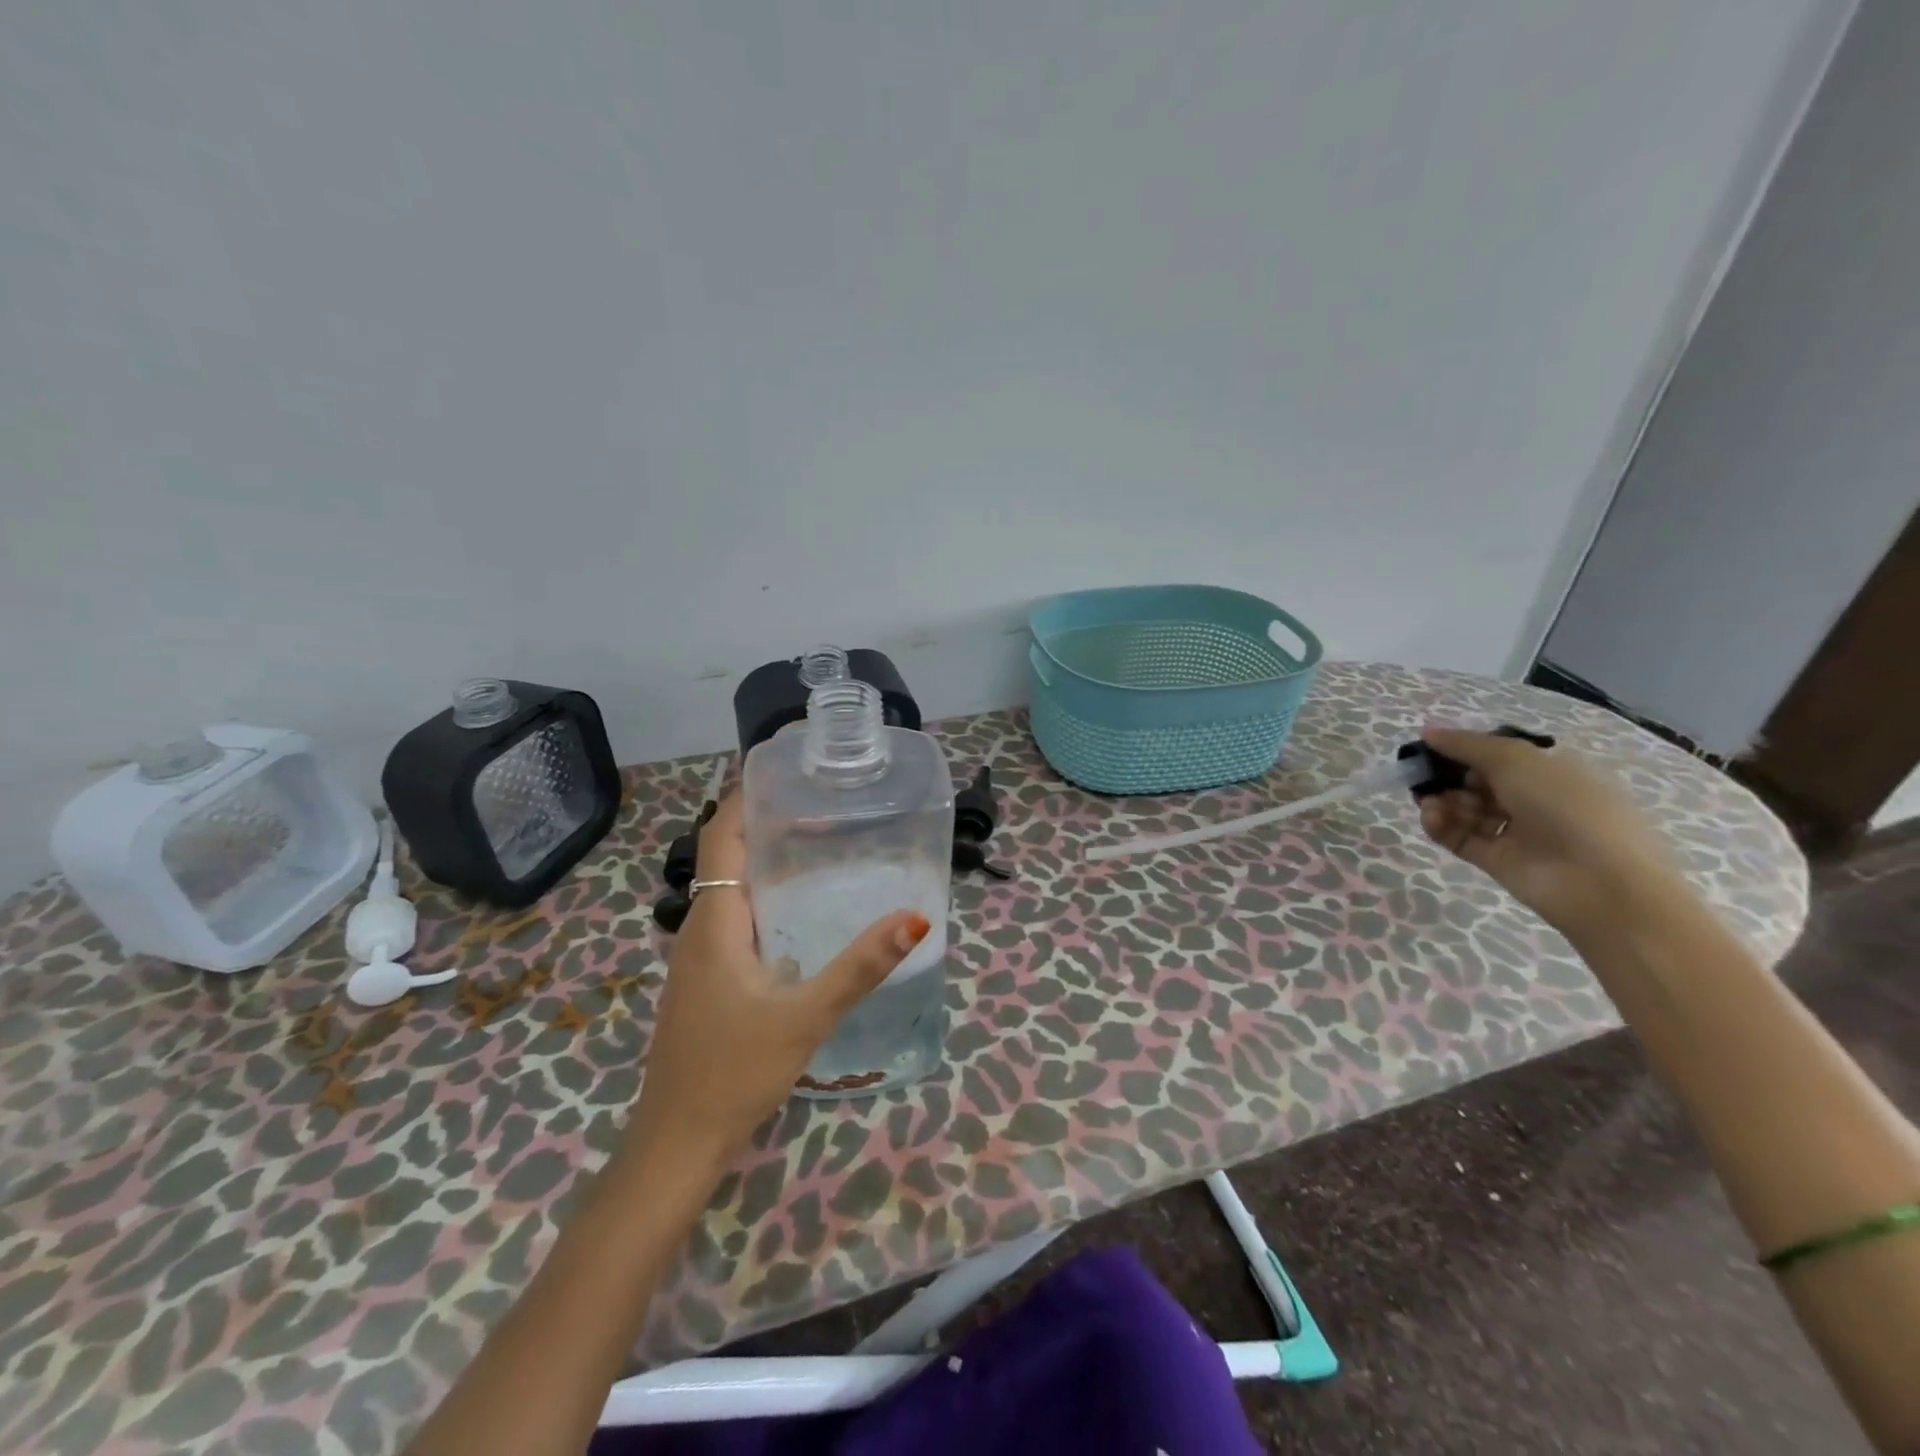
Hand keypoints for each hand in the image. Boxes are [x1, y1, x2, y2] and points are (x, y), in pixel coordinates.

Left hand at [621, 792, 929, 1175]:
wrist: (677, 1143)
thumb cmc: (735, 1072)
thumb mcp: (806, 1016)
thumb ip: (860, 966)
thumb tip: (914, 916)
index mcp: (715, 922)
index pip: (721, 837)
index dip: (745, 797)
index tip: (785, 769)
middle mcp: (699, 928)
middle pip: (726, 856)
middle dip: (765, 822)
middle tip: (821, 803)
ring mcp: (697, 957)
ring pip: (729, 889)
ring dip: (764, 860)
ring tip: (818, 844)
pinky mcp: (705, 980)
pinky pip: (733, 919)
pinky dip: (763, 897)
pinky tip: (799, 913)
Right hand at [1415, 727, 1690, 943]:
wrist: (1598, 882)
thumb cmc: (1564, 806)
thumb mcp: (1515, 760)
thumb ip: (1466, 744)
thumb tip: (1428, 732)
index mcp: (1550, 771)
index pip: (1498, 755)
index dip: (1463, 750)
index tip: (1430, 749)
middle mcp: (1534, 799)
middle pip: (1478, 783)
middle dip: (1449, 777)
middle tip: (1424, 778)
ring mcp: (1517, 832)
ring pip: (1468, 811)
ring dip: (1444, 802)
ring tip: (1429, 803)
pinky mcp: (1498, 861)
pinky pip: (1462, 838)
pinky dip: (1443, 826)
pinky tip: (1430, 818)